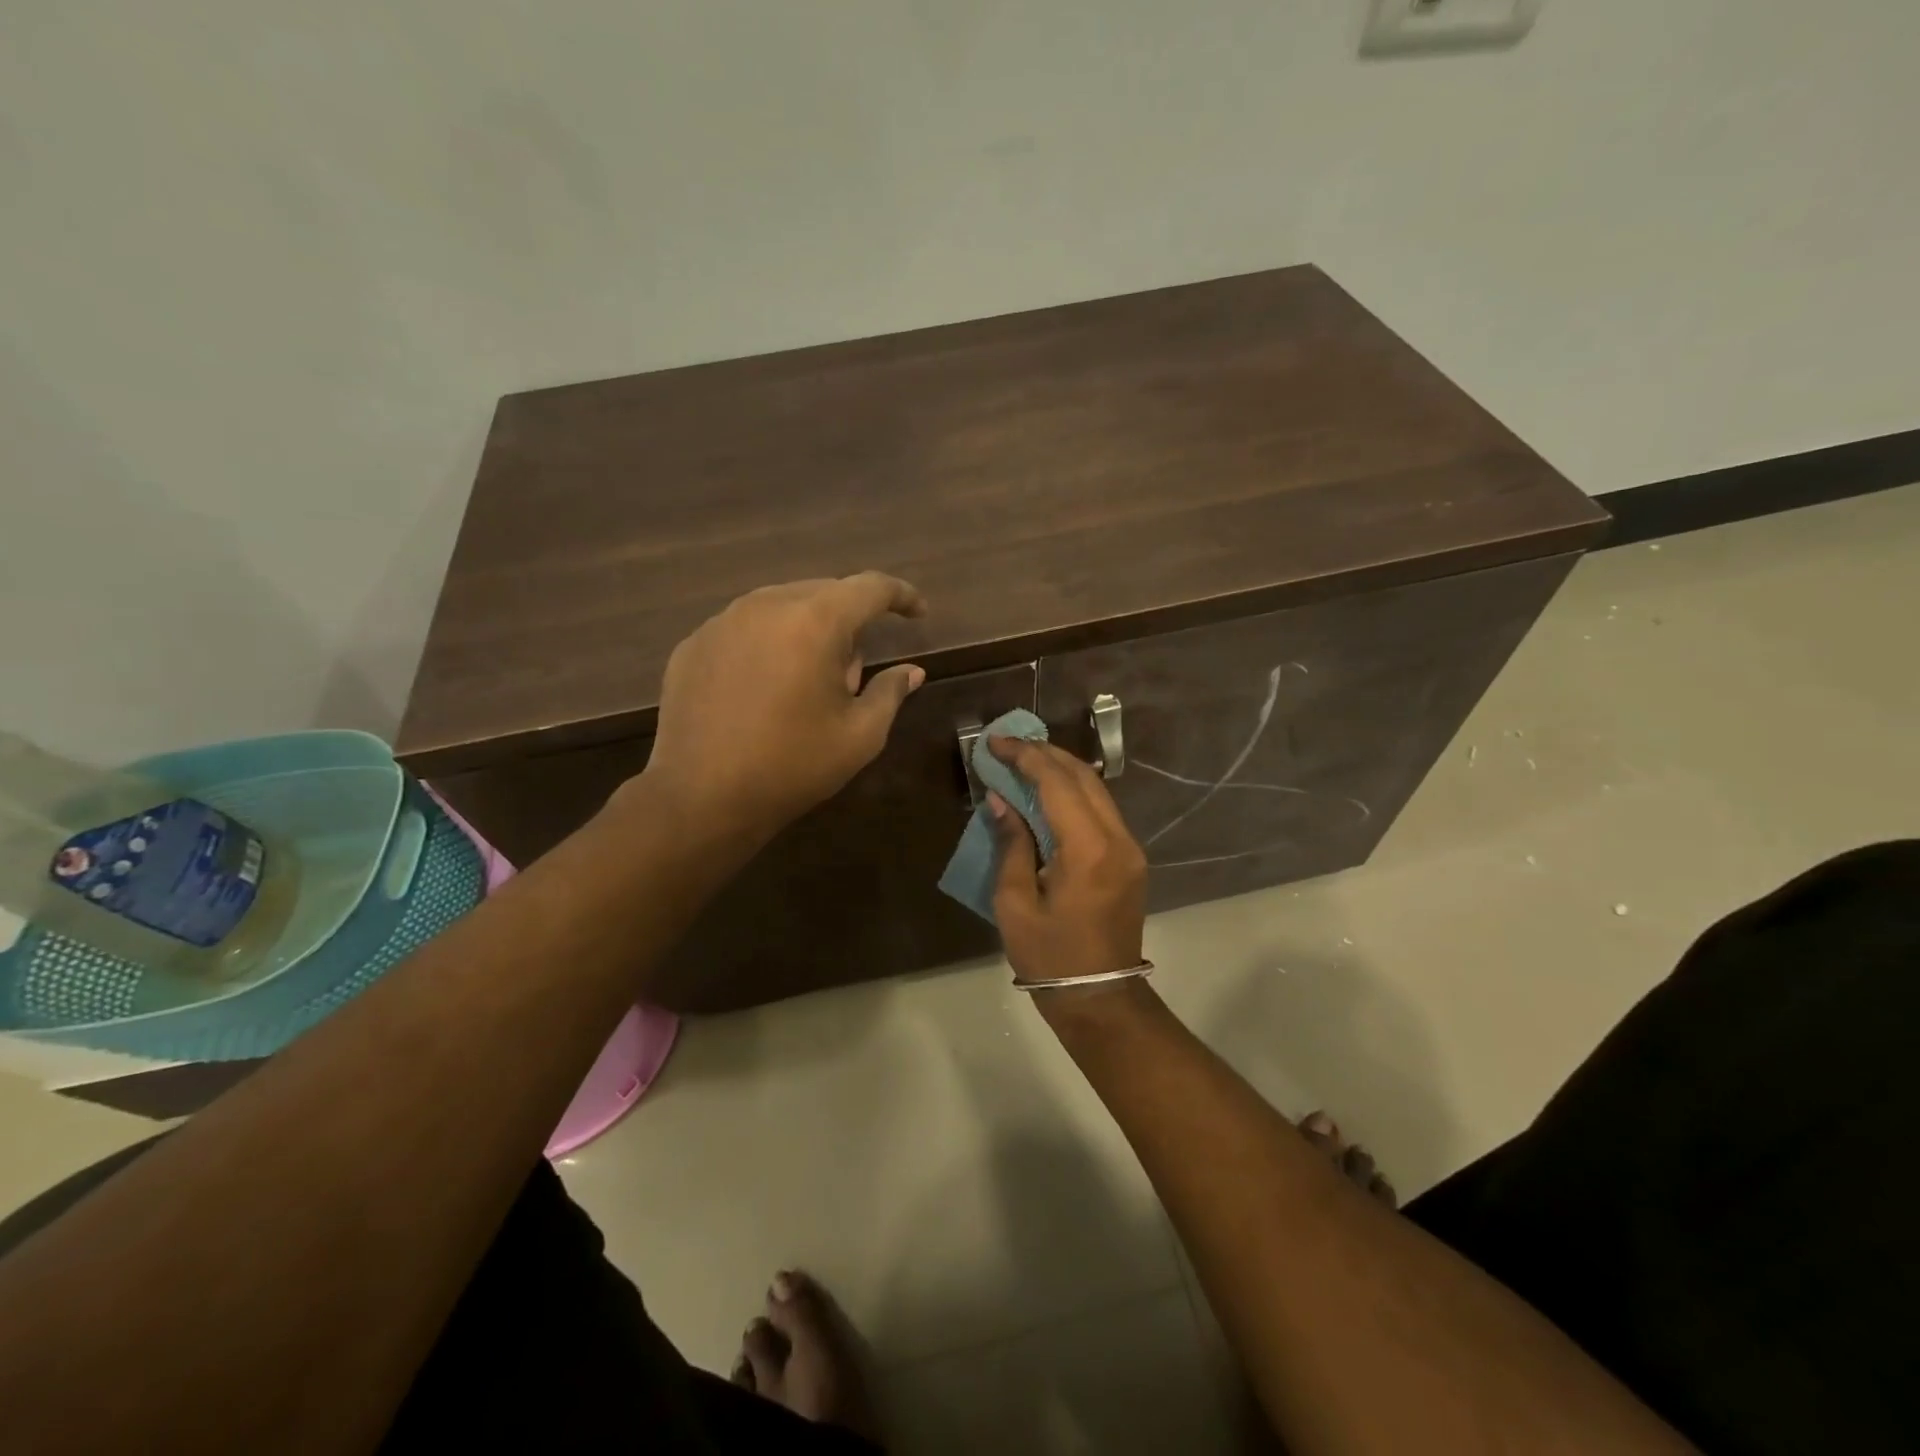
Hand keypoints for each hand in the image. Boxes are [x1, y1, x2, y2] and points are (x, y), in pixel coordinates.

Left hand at [639, 573, 927, 841]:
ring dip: (806, 633)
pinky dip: (766, 647)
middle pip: (824, 593)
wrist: (700, 797)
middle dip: (849, 624)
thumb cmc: (792, 765)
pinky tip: (762, 693)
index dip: (901, 595)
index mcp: (814, 621)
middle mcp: (766, 605)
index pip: (870, 587)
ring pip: (782, 607)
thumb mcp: (860, 736)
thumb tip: (911, 672)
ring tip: (804, 687)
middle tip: (851, 678)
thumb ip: (890, 692)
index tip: (917, 613)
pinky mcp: (693, 644)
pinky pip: (745, 629)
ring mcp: (722, 622)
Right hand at [988, 738, 1147, 991]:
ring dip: (1061, 769)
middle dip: (1045, 753)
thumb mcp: (1015, 903)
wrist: (1100, 997)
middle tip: (1009, 743)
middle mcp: (1117, 839)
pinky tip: (1048, 790)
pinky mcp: (1130, 858)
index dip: (1025, 756)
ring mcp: (1129, 848)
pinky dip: (1074, 791)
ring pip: (1097, 789)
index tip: (996, 742)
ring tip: (1024, 758)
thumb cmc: (1050, 956)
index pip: (1057, 783)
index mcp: (1088, 849)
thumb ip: (1012, 844)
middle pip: (1083, 777)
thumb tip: (1001, 800)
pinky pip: (1102, 810)